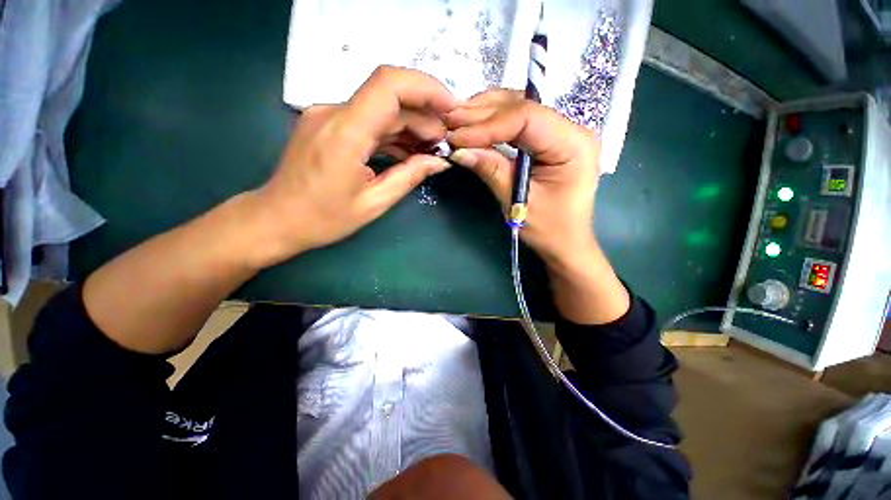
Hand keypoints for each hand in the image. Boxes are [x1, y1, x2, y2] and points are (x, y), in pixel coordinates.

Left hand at [244, 66, 456, 267]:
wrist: (277, 218)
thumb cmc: (324, 218)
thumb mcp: (374, 203)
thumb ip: (409, 176)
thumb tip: (439, 161)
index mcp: (345, 133)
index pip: (389, 85)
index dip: (426, 89)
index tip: (450, 109)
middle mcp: (334, 113)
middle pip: (390, 98)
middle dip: (424, 116)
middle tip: (444, 144)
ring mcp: (329, 115)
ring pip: (381, 108)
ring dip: (411, 125)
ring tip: (431, 149)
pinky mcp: (329, 124)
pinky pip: (368, 120)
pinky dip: (393, 132)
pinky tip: (409, 149)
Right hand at [445, 89, 600, 266]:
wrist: (566, 242)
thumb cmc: (549, 229)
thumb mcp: (518, 201)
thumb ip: (492, 170)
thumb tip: (459, 150)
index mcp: (573, 144)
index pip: (527, 118)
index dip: (488, 125)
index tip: (457, 137)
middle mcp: (572, 129)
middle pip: (522, 107)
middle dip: (482, 114)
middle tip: (449, 122)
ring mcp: (561, 131)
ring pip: (519, 108)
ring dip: (485, 113)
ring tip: (456, 121)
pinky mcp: (549, 139)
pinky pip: (519, 121)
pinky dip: (493, 122)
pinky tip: (474, 125)